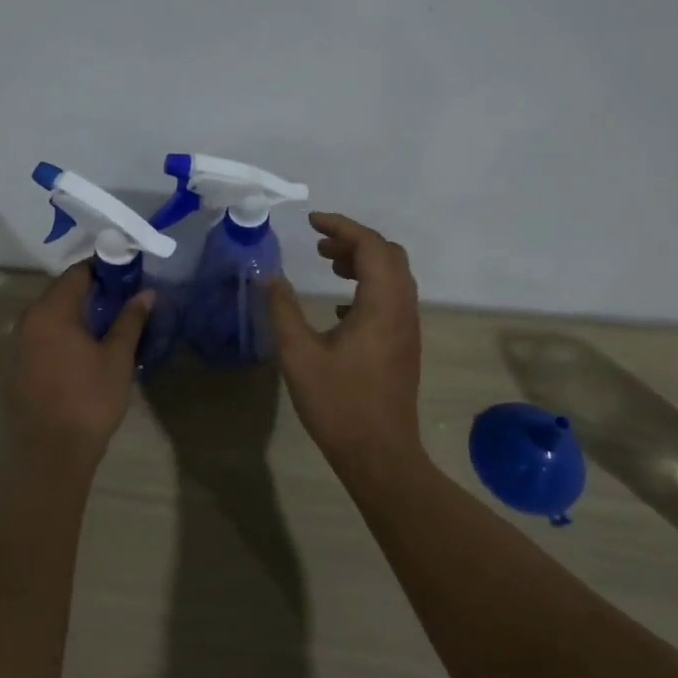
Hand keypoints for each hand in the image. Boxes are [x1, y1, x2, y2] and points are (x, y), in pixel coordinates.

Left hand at [5, 264, 151, 467]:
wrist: (53, 454)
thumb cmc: (90, 399)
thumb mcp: (118, 357)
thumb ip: (130, 319)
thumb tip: (146, 292)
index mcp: (52, 311)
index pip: (78, 273)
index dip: (104, 269)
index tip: (128, 274)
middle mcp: (28, 320)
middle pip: (61, 291)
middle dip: (91, 290)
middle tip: (122, 298)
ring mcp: (18, 345)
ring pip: (50, 315)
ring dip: (76, 313)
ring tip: (106, 323)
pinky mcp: (17, 367)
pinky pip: (42, 337)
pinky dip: (62, 334)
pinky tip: (83, 350)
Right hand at [268, 213, 421, 475]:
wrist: (380, 455)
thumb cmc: (339, 404)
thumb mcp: (299, 355)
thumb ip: (283, 310)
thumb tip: (270, 277)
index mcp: (382, 304)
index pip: (371, 245)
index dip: (342, 226)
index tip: (311, 221)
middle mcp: (403, 309)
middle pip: (389, 255)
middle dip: (354, 240)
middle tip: (320, 244)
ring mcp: (408, 328)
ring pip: (394, 276)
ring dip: (363, 262)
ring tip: (329, 264)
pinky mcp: (404, 345)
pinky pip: (393, 298)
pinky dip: (369, 286)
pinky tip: (341, 307)